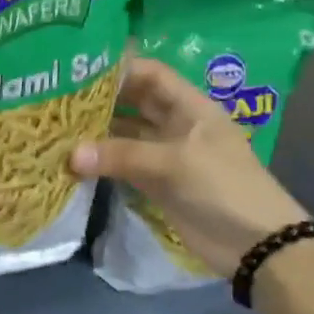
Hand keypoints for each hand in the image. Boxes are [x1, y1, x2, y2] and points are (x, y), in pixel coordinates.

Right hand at [71, 58, 308, 276]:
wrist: (256, 245)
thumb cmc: (223, 188)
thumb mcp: (174, 163)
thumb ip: (122, 155)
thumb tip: (71, 154)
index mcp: (190, 107)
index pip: (151, 74)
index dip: (120, 68)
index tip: (80, 68)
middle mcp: (175, 124)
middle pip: (133, 102)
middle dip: (100, 99)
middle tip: (58, 96)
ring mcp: (164, 154)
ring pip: (124, 134)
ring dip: (96, 131)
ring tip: (57, 125)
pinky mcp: (155, 182)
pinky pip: (122, 164)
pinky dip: (100, 161)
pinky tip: (71, 158)